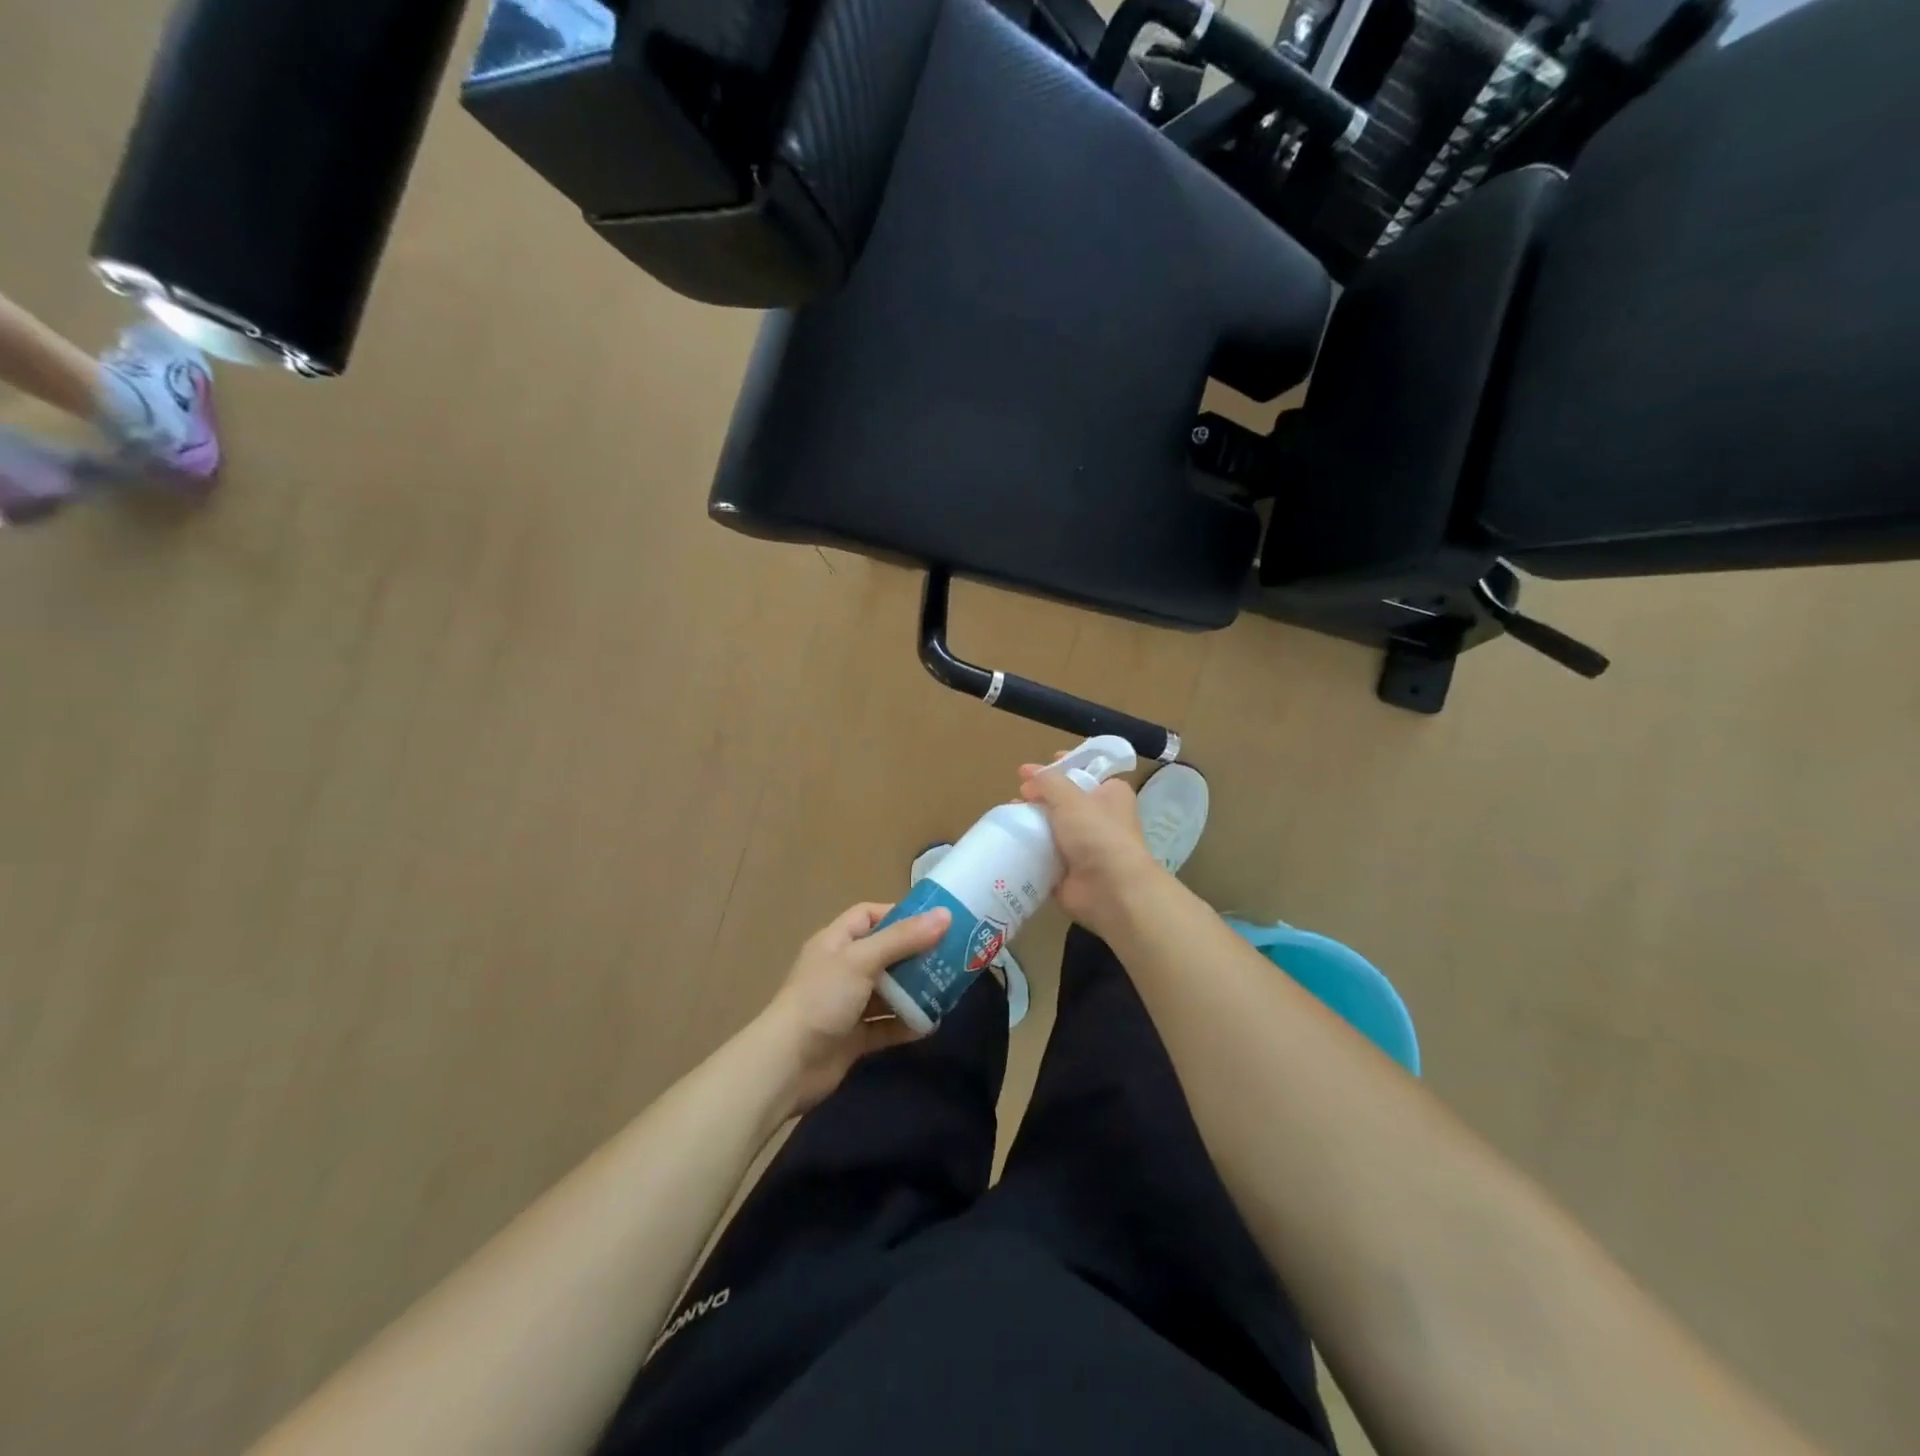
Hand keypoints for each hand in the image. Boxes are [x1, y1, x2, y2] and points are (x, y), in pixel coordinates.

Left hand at [759, 902, 950, 1113]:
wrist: (787, 1066)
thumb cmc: (822, 999)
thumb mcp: (862, 960)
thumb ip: (903, 939)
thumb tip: (944, 915)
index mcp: (836, 941)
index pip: (868, 915)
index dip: (898, 914)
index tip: (933, 921)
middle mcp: (842, 969)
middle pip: (884, 952)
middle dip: (915, 954)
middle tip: (951, 955)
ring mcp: (847, 1005)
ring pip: (888, 990)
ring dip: (915, 990)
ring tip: (949, 988)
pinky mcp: (854, 1037)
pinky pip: (886, 1025)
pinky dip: (906, 1024)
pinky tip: (931, 1024)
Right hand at [1019, 763, 1163, 938]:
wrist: (1110, 890)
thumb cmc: (1097, 834)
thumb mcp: (1071, 797)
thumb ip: (1047, 781)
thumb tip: (1027, 773)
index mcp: (1110, 794)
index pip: (1084, 772)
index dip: (1060, 766)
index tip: (1034, 768)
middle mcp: (1100, 817)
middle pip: (1064, 800)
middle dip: (1040, 796)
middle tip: (1020, 794)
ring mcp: (1084, 846)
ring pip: (1051, 827)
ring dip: (1031, 822)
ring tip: (1008, 815)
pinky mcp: (1068, 870)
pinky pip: (1043, 854)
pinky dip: (1028, 849)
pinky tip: (1008, 841)